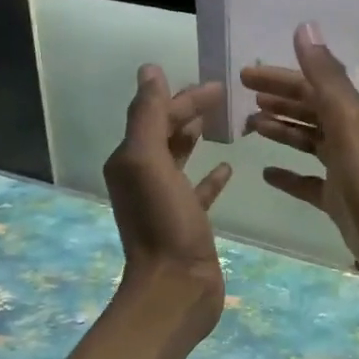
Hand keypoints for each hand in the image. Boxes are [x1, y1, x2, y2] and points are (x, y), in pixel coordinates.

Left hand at [103, 66, 233, 340]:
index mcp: (130, 160)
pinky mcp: (187, 222)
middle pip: (166, 132)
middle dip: (189, 112)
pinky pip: (198, 190)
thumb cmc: (163, 223)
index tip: (219, 86)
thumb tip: (150, 70)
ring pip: (181, 158)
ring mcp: (165, 201)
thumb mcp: (149, 162)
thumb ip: (148, 115)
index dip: (184, 97)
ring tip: (223, 123)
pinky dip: (211, 177)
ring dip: (197, 139)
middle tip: (224, 97)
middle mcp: (142, 177)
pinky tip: (228, 168)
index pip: (156, 115)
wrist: (175, 288)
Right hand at [241, 24, 358, 284]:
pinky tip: (266, 173)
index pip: (311, 86)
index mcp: (354, 113)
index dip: (279, 79)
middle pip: (309, 110)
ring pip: (308, 141)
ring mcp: (343, 168)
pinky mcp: (337, 197)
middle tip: (244, 96)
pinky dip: (288, 175)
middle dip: (278, 101)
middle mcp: (350, 134)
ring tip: (250, 126)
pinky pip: (307, 182)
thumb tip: (305, 28)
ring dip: (281, 131)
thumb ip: (324, 77)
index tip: (245, 75)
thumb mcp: (347, 121)